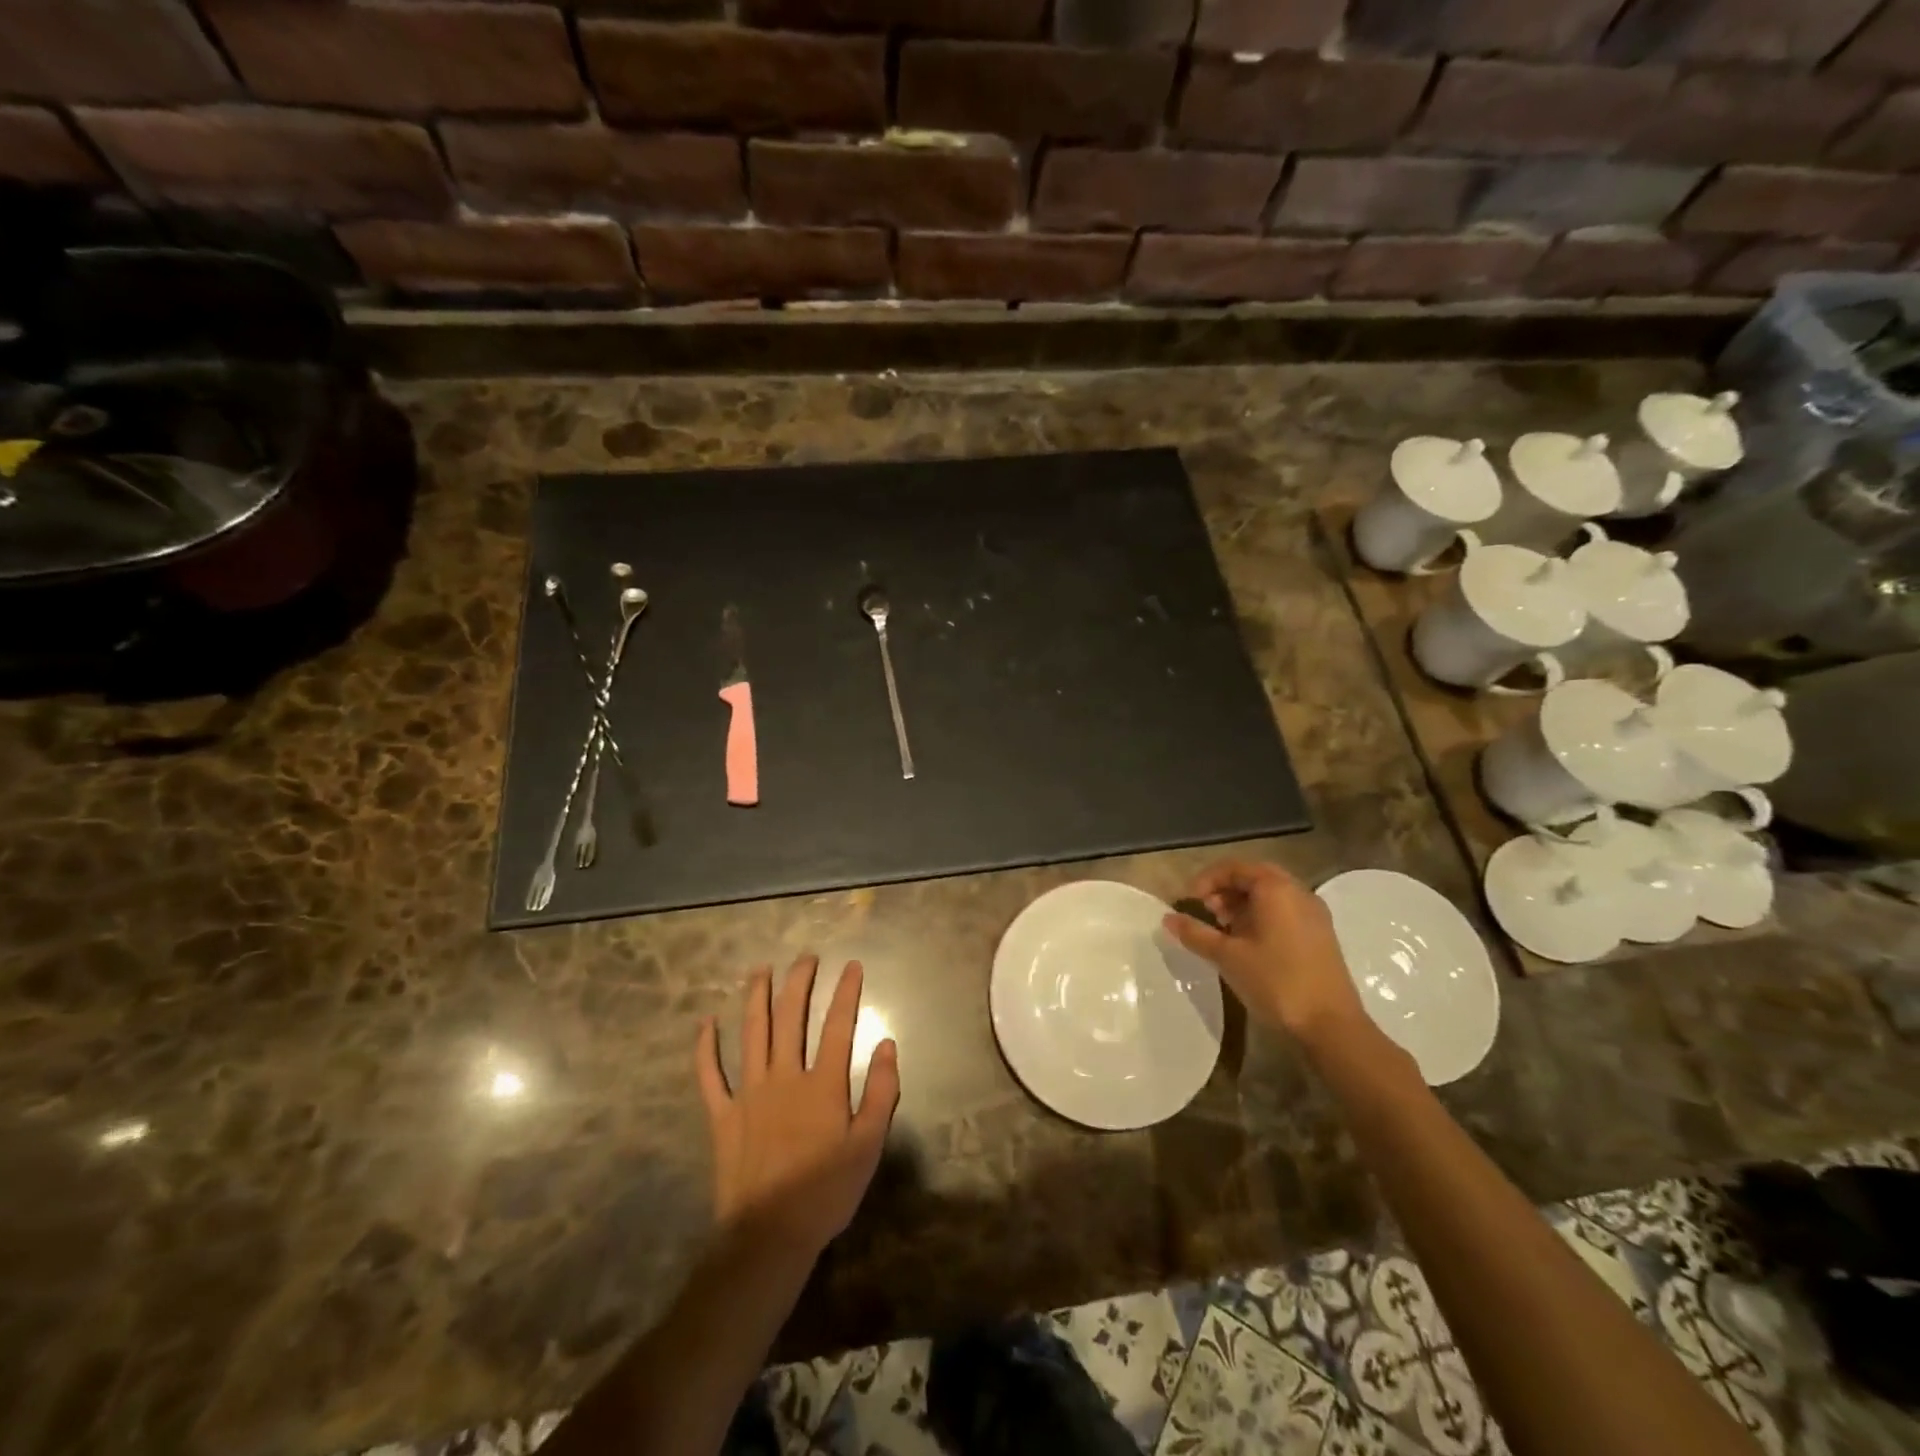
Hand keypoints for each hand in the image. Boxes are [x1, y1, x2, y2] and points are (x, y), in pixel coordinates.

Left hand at [696, 955, 899, 1262]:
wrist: (768, 1235)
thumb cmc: (826, 1192)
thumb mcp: (869, 1146)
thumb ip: (881, 1092)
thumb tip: (887, 1044)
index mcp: (822, 1084)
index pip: (838, 1025)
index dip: (846, 992)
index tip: (851, 965)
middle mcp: (785, 1076)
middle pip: (791, 1017)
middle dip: (799, 982)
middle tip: (805, 958)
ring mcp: (749, 1093)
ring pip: (752, 1033)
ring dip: (756, 998)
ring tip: (761, 970)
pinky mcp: (722, 1115)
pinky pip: (710, 1075)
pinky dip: (706, 1048)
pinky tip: (706, 1023)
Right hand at [1163, 860, 1369, 1049]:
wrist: (1331, 1026)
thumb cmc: (1275, 982)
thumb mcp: (1227, 956)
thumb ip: (1195, 933)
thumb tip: (1168, 918)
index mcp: (1276, 889)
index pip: (1234, 868)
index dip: (1206, 881)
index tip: (1189, 903)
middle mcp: (1298, 892)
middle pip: (1253, 878)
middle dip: (1224, 891)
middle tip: (1205, 913)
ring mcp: (1314, 914)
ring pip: (1270, 896)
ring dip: (1242, 905)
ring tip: (1222, 931)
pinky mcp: (1320, 935)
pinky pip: (1284, 912)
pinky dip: (1261, 917)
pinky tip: (1247, 945)